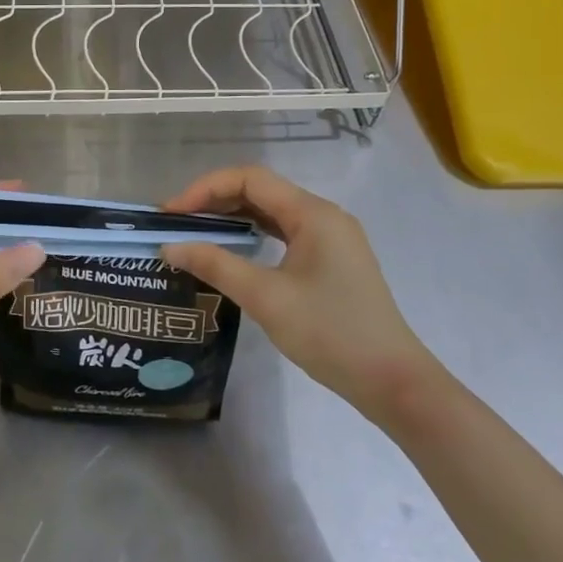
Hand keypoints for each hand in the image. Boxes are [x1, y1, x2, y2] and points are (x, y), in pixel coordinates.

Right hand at [160, 166, 439, 429]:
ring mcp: (331, 238)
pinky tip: (233, 250)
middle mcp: (323, 215)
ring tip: (195, 233)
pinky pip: (284, 233)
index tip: (171, 214)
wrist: (392, 382)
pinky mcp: (332, 261)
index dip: (205, 189)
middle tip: (176, 224)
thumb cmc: (330, 333)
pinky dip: (254, 235)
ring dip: (233, 217)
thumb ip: (216, 265)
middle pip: (261, 191)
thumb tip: (169, 247)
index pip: (250, 179)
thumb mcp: (266, 298)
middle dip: (215, 201)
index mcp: (312, 213)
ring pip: (272, 212)